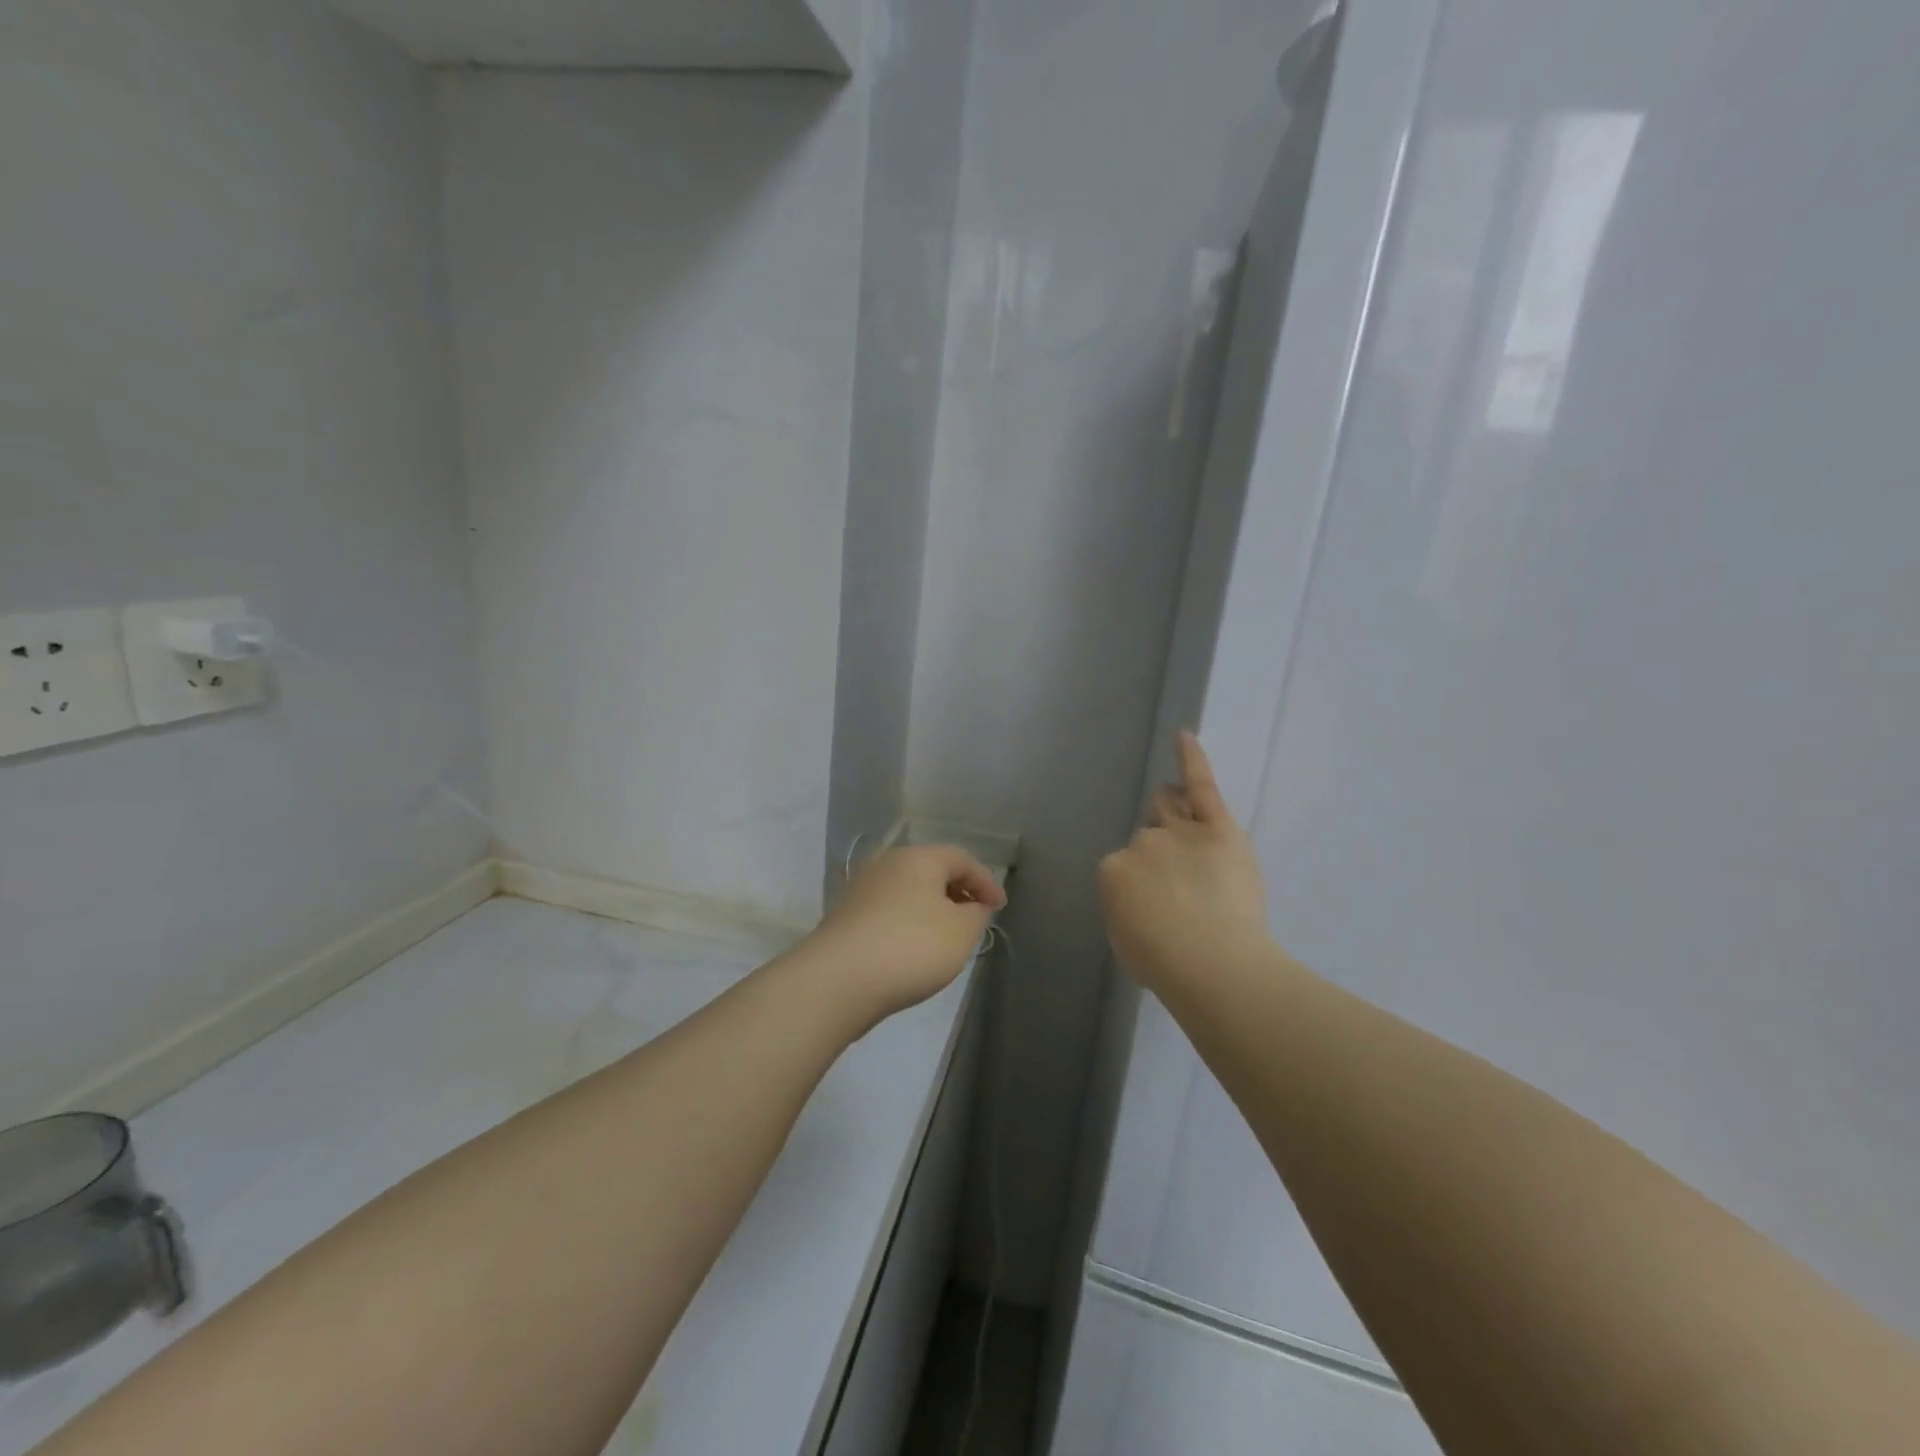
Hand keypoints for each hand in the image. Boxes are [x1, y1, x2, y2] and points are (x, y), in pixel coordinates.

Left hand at [801, 845, 1006, 1027]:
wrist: (837, 980)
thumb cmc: (910, 947)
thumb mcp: (961, 931)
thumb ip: (976, 914)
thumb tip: (972, 906)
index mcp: (918, 858)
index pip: (961, 859)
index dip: (985, 881)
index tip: (1000, 908)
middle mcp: (886, 863)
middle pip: (931, 871)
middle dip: (957, 892)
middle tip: (975, 918)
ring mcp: (861, 889)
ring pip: (908, 892)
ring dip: (931, 909)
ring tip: (946, 937)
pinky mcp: (845, 917)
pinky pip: (888, 912)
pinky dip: (908, 924)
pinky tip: (913, 950)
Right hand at [1099, 731, 1270, 994]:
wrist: (1212, 964)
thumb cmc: (1165, 964)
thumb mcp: (1126, 938)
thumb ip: (1128, 906)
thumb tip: (1142, 896)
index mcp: (1114, 870)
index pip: (1126, 865)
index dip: (1144, 884)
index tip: (1161, 907)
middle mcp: (1141, 842)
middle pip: (1148, 836)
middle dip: (1160, 854)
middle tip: (1180, 882)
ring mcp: (1178, 830)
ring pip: (1169, 808)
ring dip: (1172, 814)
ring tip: (1187, 829)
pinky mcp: (1217, 825)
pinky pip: (1200, 783)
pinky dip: (1190, 758)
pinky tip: (1184, 734)